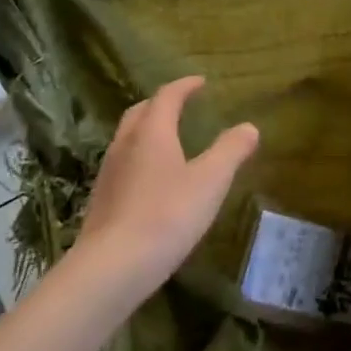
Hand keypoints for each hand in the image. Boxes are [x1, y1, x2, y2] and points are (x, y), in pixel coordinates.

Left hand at [76, 76, 258, 293]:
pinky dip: (139, 158)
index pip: (167, 96)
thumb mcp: (211, 181)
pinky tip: (151, 180)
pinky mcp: (101, 200)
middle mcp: (125, 144)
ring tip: (168, 141)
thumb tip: (249, 127)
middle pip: (140, 112)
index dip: (184, 86)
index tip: (200, 83)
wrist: (111, 268)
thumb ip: (231, 151)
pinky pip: (122, 164)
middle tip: (181, 106)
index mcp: (152, 131)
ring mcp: (108, 173)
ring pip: (127, 138)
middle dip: (161, 104)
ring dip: (147, 130)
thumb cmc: (167, 215)